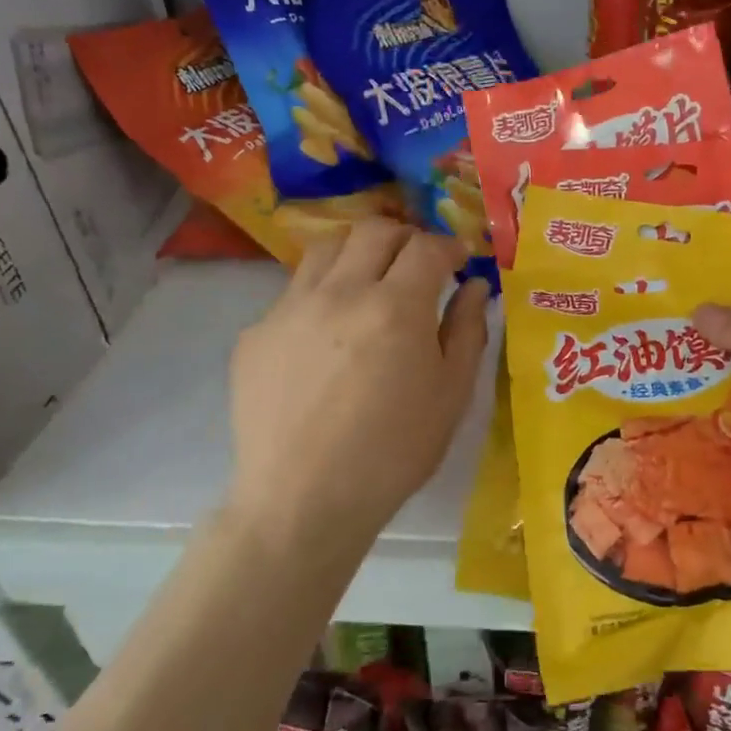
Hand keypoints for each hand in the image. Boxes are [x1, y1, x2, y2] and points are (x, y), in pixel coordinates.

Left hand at [226, 220, 488, 549]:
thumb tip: (475, 286)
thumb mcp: (451, 395)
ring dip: (358, 252)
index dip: (449, 246)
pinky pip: (294, 292)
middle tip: (419, 263)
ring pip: (326, 248)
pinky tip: (329, 334)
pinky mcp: (256, 333)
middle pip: (373, 231)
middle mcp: (339, 292)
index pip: (426, 246)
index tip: (459, 260)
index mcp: (395, 307)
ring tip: (371, 281)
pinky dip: (322, 294)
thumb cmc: (394, 452)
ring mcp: (289, 309)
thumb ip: (467, 330)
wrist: (303, 500)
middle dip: (405, 237)